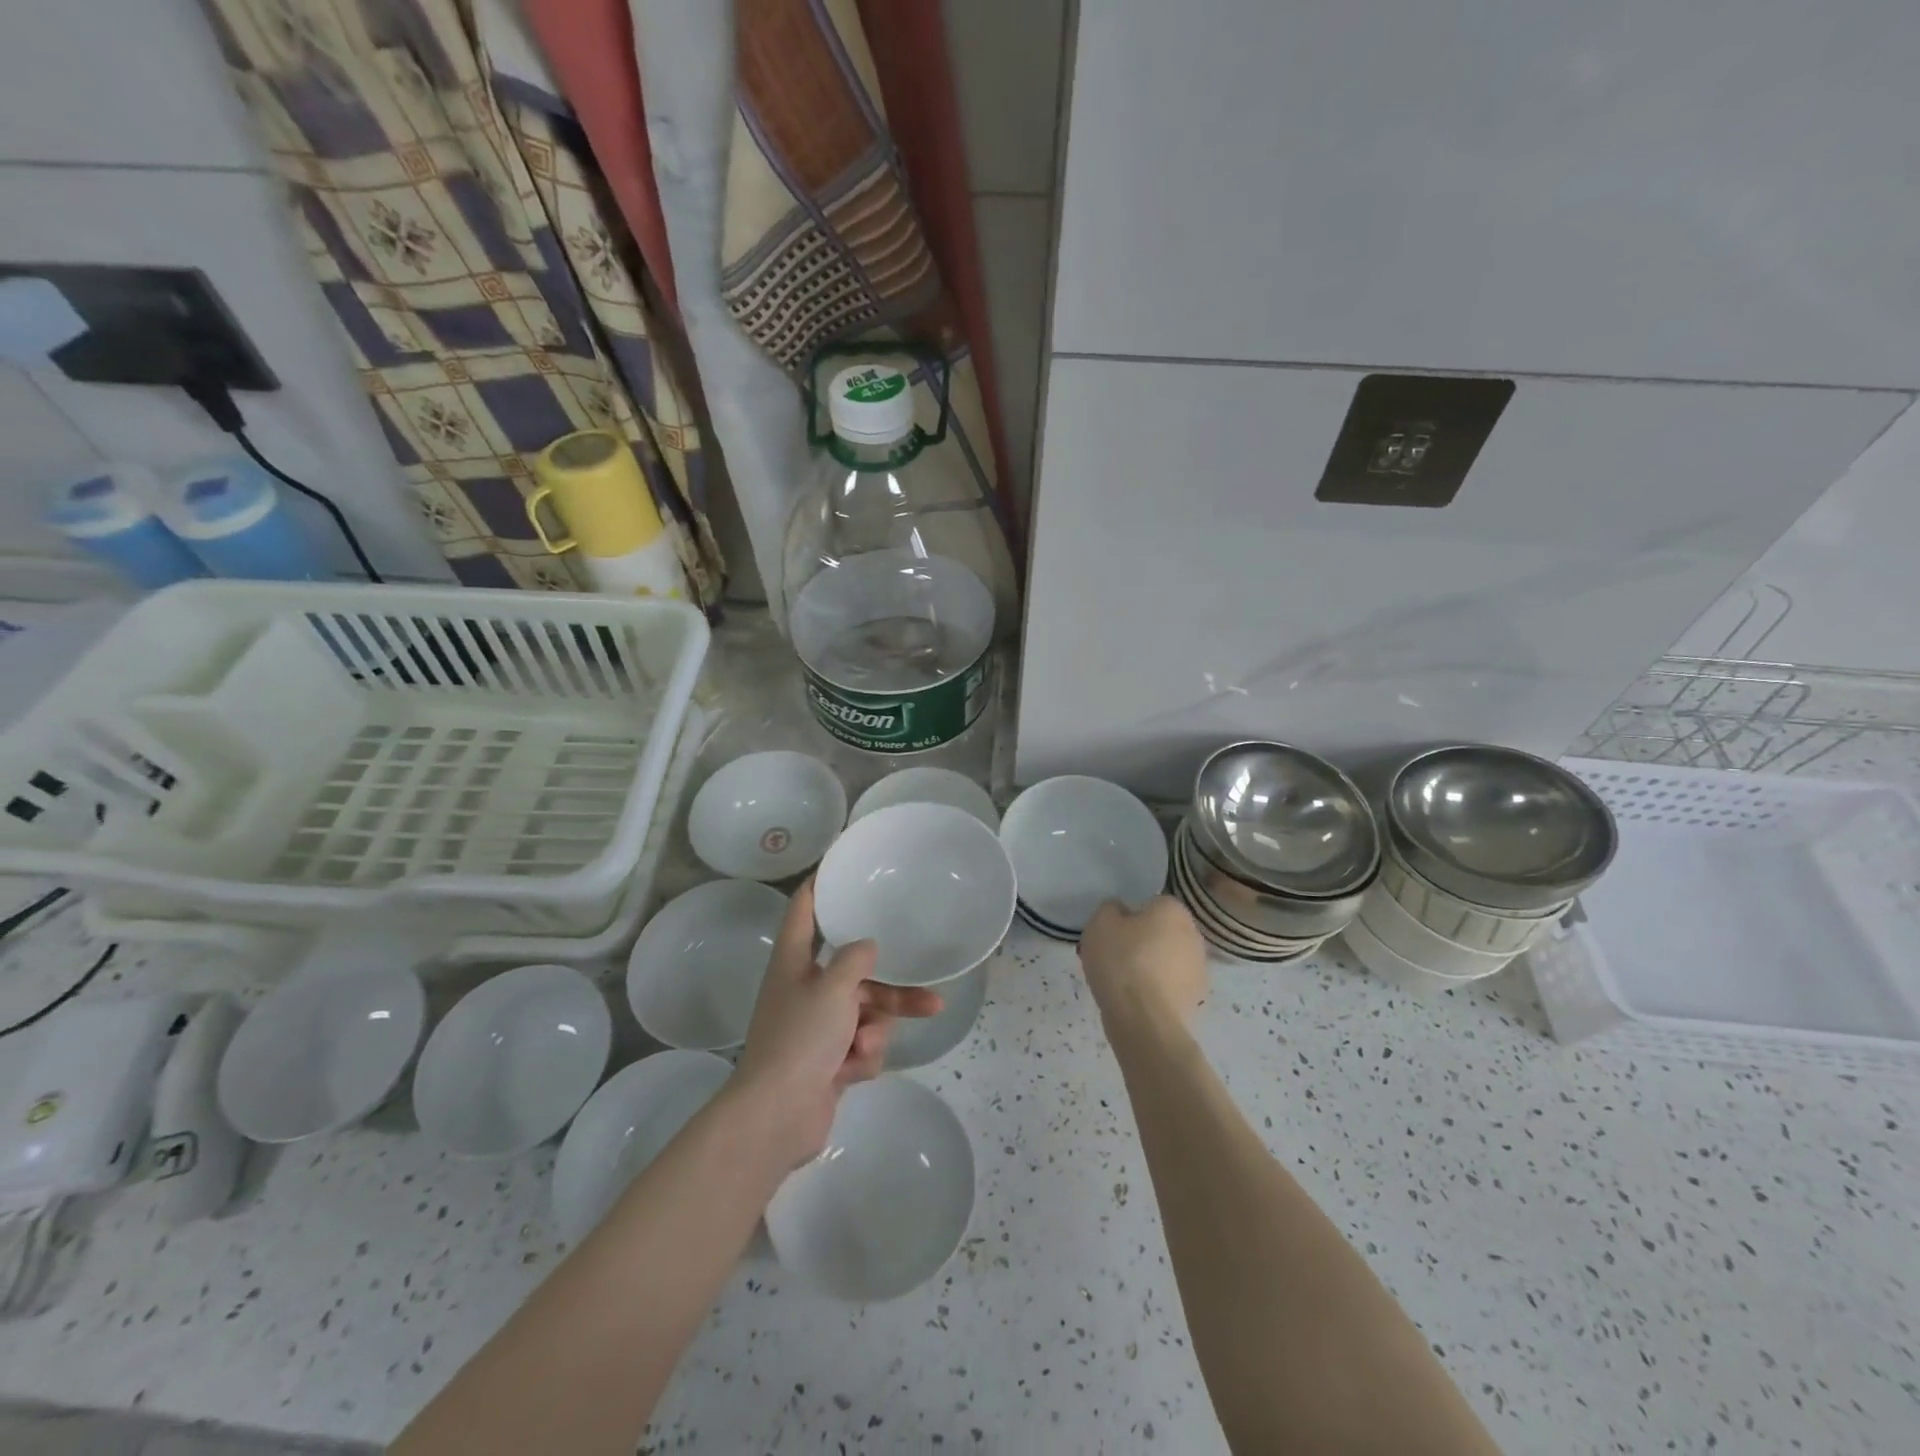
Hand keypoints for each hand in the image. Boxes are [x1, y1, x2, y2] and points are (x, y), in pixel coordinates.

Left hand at [730, 879, 942, 1165]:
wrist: (777, 1115)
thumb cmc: (801, 1038)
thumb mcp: (833, 988)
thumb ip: (855, 960)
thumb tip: (867, 946)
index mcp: (793, 961)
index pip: (803, 910)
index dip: (819, 886)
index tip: (839, 865)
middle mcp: (804, 988)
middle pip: (855, 972)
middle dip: (890, 986)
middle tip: (928, 990)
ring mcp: (817, 1027)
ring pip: (865, 1012)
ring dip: (878, 1028)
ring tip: (892, 1035)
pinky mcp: (828, 1060)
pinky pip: (861, 1045)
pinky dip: (862, 1056)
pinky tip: (853, 1069)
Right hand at [1078, 896, 1208, 1031]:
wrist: (1143, 1020)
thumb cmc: (1121, 961)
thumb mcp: (1100, 923)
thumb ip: (1110, 909)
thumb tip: (1120, 912)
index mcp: (1173, 910)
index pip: (1152, 904)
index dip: (1130, 917)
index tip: (1113, 933)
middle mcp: (1194, 934)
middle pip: (1162, 932)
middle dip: (1143, 941)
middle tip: (1116, 956)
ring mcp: (1199, 969)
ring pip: (1168, 960)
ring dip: (1151, 966)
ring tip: (1124, 983)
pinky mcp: (1196, 999)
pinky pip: (1171, 985)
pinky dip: (1157, 990)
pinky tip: (1136, 1001)